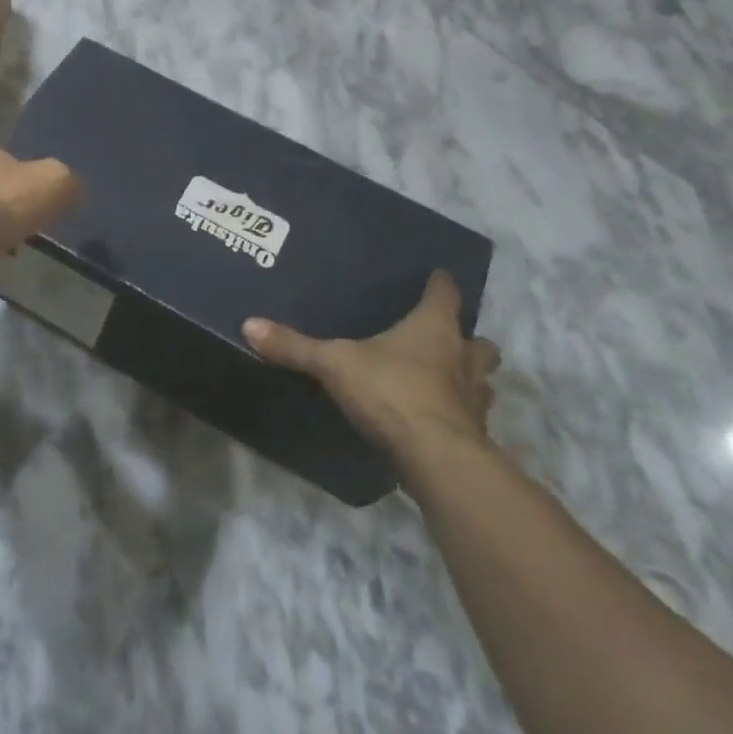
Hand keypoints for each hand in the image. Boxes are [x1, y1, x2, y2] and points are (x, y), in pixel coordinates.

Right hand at [243, 270, 500, 469]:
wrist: (435, 457)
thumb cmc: (391, 392)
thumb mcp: (334, 364)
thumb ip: (295, 346)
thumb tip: (249, 324)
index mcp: (433, 328)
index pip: (444, 294)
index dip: (441, 284)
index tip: (438, 276)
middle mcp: (461, 358)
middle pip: (478, 341)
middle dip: (467, 338)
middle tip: (446, 338)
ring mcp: (473, 399)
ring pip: (482, 380)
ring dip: (470, 377)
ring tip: (447, 379)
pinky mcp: (473, 434)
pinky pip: (471, 416)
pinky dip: (459, 414)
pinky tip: (438, 419)